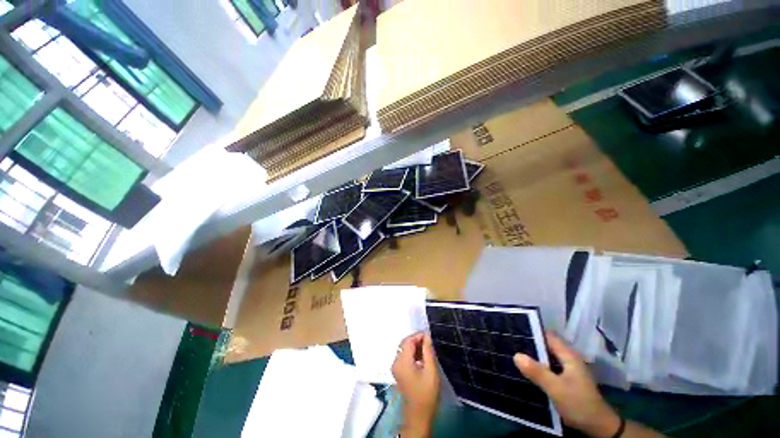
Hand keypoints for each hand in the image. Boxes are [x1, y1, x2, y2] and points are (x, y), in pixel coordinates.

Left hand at [392, 332, 440, 436]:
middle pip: (404, 343)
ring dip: (415, 346)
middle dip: (416, 340)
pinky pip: (404, 356)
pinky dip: (412, 353)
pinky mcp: (398, 371)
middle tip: (429, 342)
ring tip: (427, 349)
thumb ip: (428, 351)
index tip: (430, 336)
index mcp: (402, 361)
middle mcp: (396, 362)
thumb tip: (427, 335)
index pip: (408, 341)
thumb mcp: (431, 370)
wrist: (419, 415)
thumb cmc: (426, 393)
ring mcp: (396, 367)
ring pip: (404, 349)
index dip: (418, 336)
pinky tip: (422, 357)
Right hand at [514, 332, 620, 437]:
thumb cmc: (579, 404)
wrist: (599, 427)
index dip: (532, 332)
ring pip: (546, 357)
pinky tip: (526, 371)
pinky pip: (548, 367)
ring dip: (532, 356)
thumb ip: (537, 372)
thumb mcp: (556, 389)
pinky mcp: (565, 379)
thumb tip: (516, 355)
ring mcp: (568, 369)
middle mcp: (568, 358)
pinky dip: (538, 367)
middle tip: (510, 343)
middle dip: (529, 344)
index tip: (514, 331)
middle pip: (546, 345)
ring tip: (513, 354)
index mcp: (568, 355)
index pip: (547, 335)